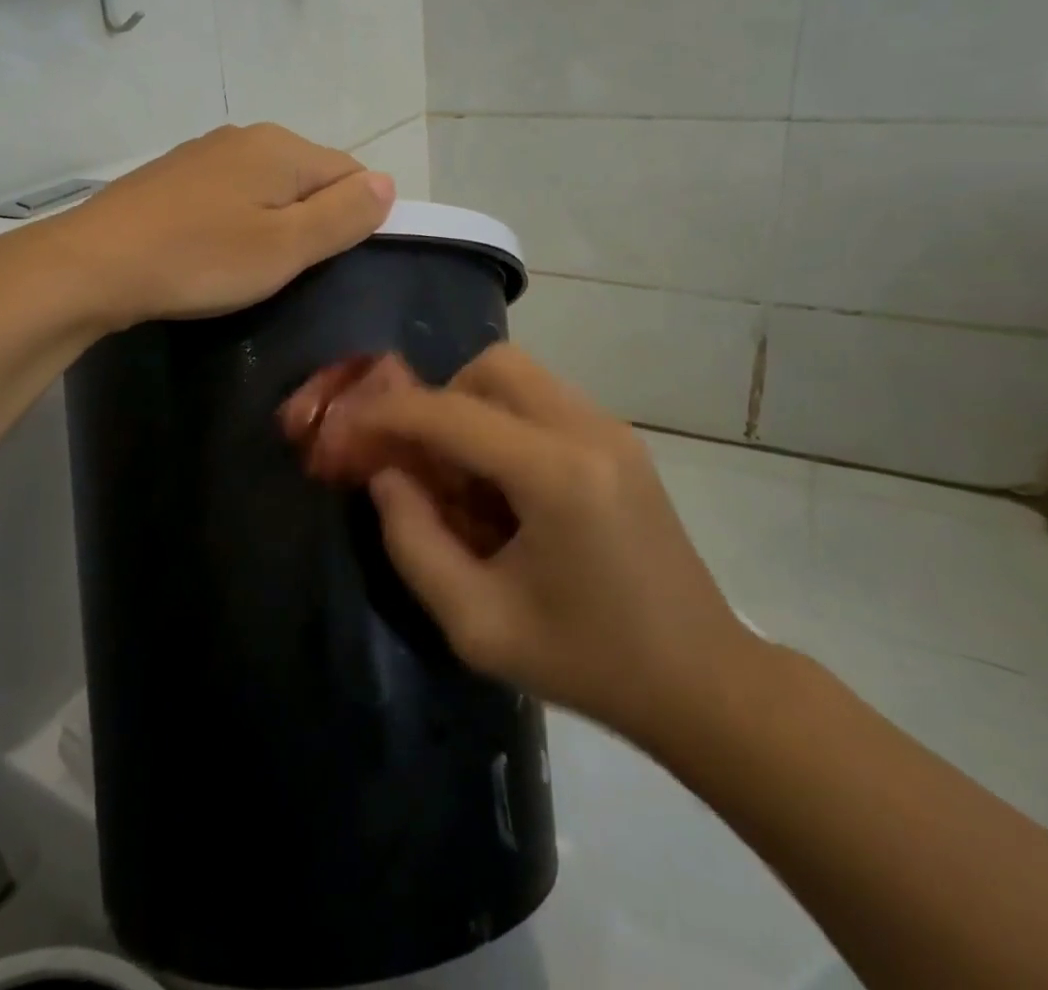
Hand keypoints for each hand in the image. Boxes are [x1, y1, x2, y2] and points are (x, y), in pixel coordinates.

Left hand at [55, 124, 394, 330]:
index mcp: (282, 147)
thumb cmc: (201, 259)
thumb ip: (343, 215)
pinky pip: (229, 193)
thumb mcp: (285, 247)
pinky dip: (235, 221)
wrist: (94, 263)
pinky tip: (212, 251)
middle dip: (311, 221)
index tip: (326, 263)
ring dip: (272, 223)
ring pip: (267, 186)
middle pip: (308, 177)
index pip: (351, 173)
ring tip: (247, 267)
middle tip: (286, 271)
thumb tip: (388, 184)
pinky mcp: (174, 175)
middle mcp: (247, 136)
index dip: (353, 219)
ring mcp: (205, 152)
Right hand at [280, 346, 757, 752]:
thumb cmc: (587, 661)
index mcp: (555, 474)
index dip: (387, 415)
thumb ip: (413, 542)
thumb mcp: (477, 624)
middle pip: (491, 367)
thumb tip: (386, 475)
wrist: (701, 680)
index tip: (346, 430)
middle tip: (423, 461)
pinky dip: (506, 423)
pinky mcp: (620, 441)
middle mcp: (587, 430)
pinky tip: (506, 488)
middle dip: (440, 402)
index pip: (450, 413)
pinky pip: (543, 401)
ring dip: (473, 410)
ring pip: (519, 376)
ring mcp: (612, 429)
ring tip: (464, 479)